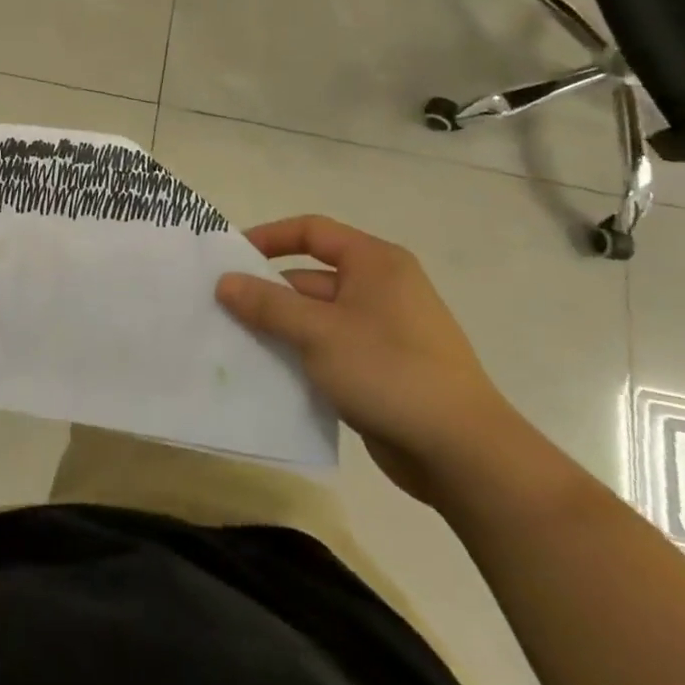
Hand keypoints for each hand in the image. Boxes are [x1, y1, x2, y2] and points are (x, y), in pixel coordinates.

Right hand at [217, 216, 521, 506]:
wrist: (462, 453)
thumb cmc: (389, 372)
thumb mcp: (318, 332)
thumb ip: (267, 304)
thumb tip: (224, 281)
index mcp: (375, 263)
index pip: (313, 231)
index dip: (269, 237)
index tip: (230, 258)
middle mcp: (381, 288)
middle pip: (310, 277)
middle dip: (267, 293)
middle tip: (221, 311)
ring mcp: (383, 331)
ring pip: (317, 318)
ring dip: (280, 329)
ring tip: (235, 344)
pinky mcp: (381, 369)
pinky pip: (329, 350)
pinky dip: (300, 357)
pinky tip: (269, 375)